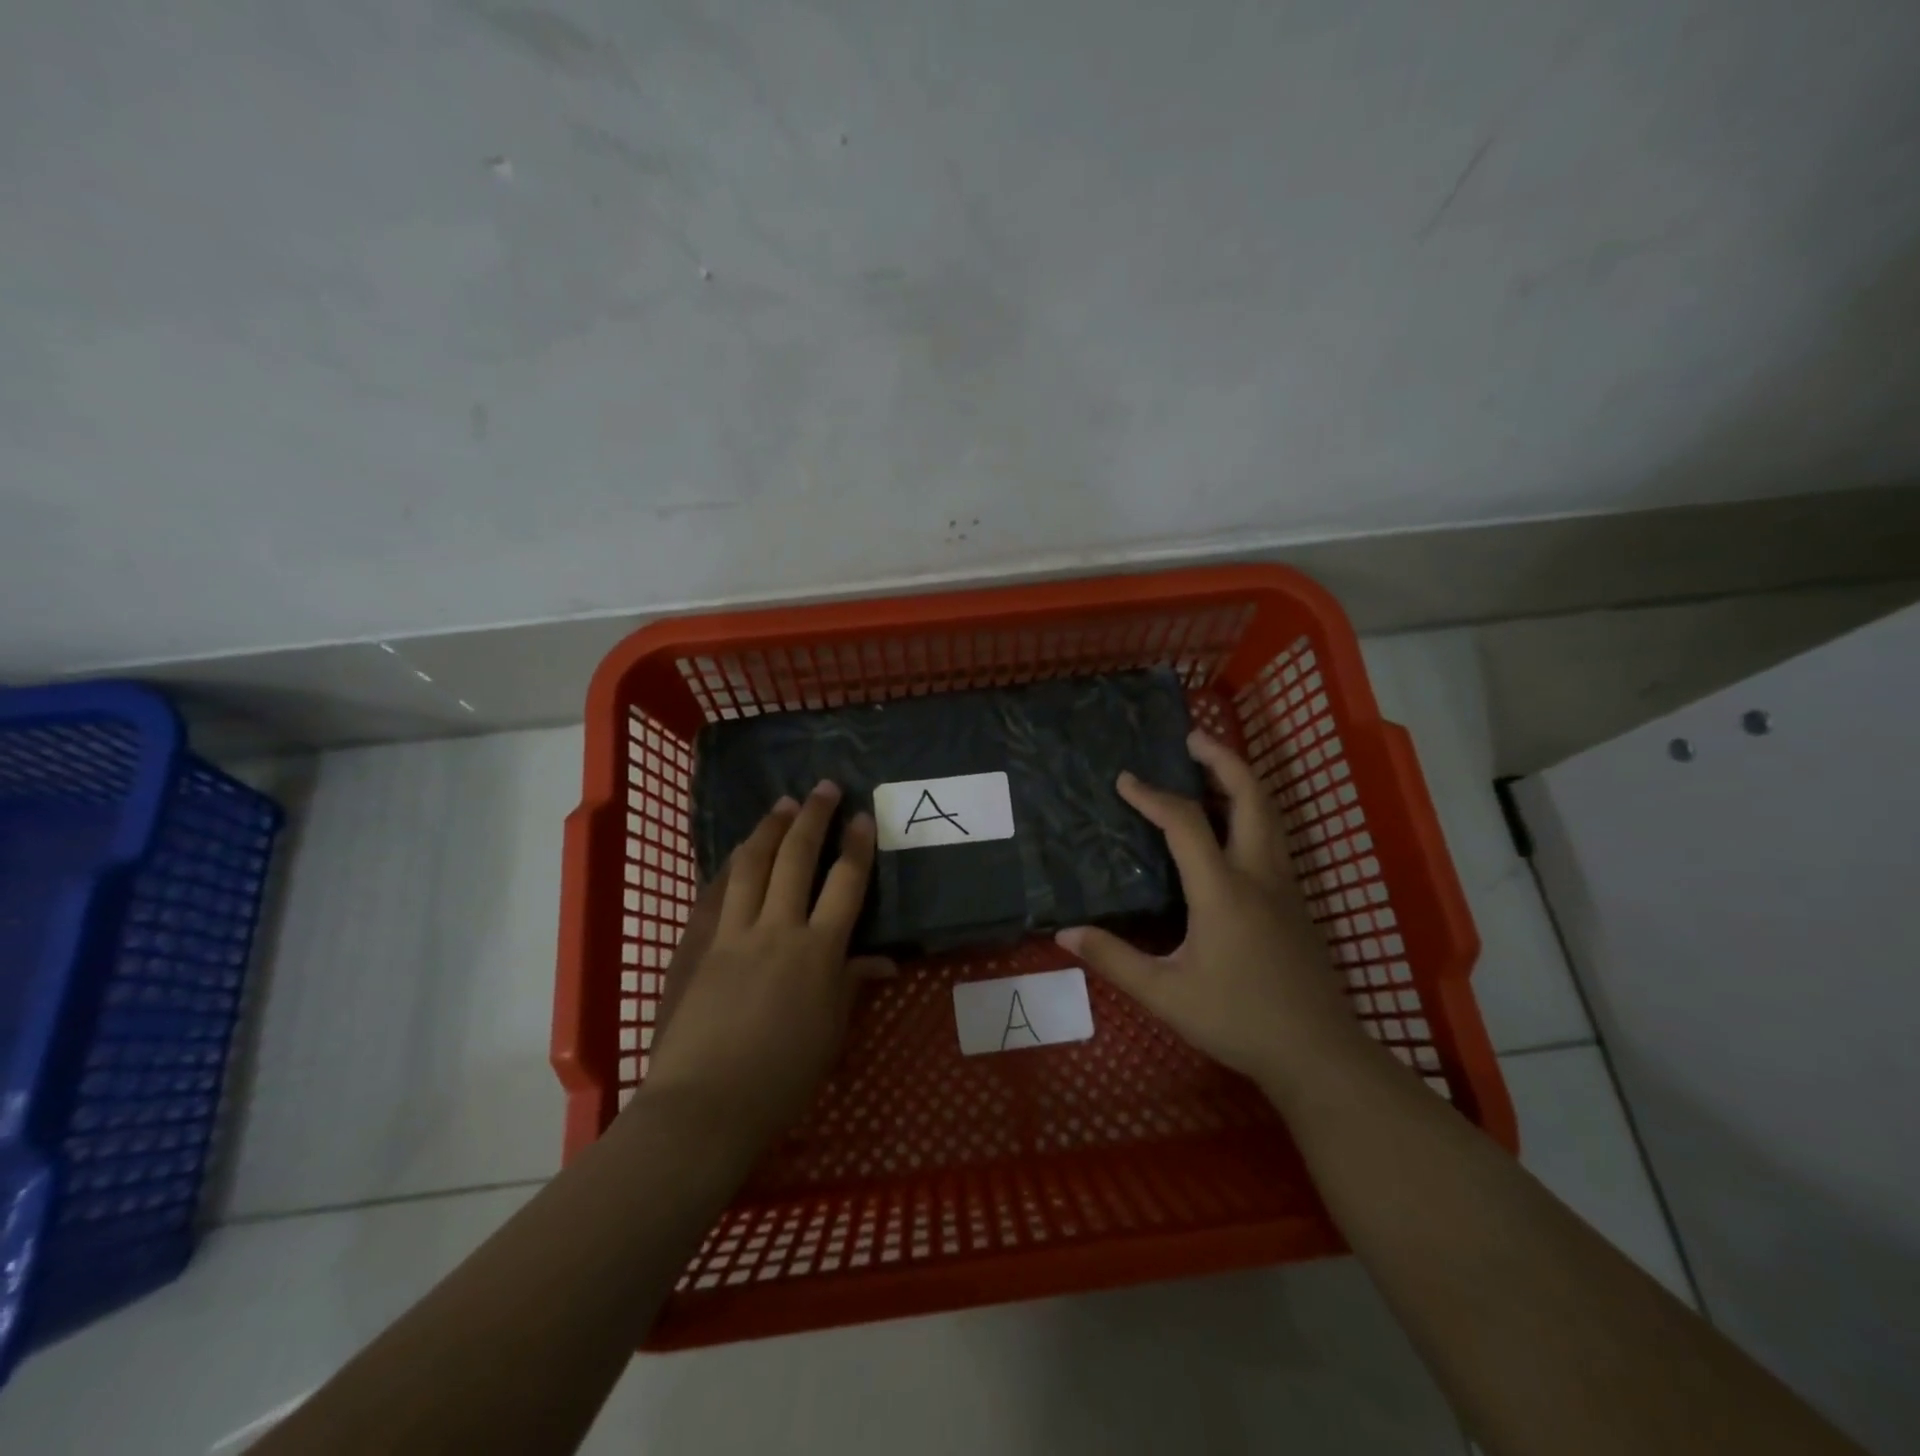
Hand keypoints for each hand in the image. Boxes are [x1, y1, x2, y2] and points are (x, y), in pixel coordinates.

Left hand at [640, 781, 892, 1145]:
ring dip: (769, 829)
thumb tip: (883, 960)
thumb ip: (853, 985)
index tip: (862, 816)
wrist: (705, 1104)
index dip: (857, 845)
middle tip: (823, 787)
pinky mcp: (700, 945)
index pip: (844, 883)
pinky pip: (716, 893)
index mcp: (818, 951)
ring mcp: (733, 933)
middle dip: (813, 817)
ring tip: (783, 805)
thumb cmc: (781, 1077)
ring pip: (751, 864)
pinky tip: (738, 853)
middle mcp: (777, 929)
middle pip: (796, 858)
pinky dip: (730, 866)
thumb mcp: (831, 1033)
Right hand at [1055, 730, 1366, 1102]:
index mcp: (1223, 890)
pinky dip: (1250, 812)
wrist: (1318, 1053)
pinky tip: (1229, 828)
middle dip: (1222, 759)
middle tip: (1191, 737)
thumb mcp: (1165, 994)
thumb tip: (1064, 933)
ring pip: (1269, 814)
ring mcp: (1284, 886)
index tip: (1124, 779)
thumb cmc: (1238, 1020)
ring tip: (1208, 769)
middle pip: (1250, 796)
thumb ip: (1114, 959)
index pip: (1184, 823)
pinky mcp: (1295, 902)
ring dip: (1239, 782)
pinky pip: (1271, 838)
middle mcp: (1258, 874)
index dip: (1151, 796)